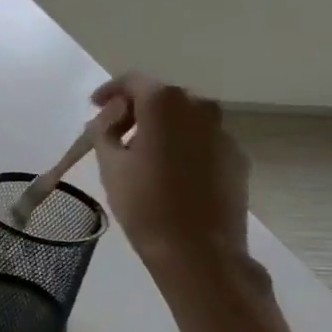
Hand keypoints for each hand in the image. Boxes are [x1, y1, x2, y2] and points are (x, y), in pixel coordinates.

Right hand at [88, 74, 251, 273]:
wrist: (198, 250)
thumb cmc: (144, 204)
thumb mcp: (109, 165)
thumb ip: (105, 131)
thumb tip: (112, 118)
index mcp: (165, 104)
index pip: (134, 81)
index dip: (110, 91)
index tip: (94, 107)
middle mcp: (200, 108)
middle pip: (163, 97)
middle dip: (137, 109)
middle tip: (114, 133)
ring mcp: (223, 133)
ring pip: (185, 119)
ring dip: (161, 127)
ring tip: (141, 154)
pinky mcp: (237, 158)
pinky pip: (203, 141)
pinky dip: (183, 146)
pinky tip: (168, 173)